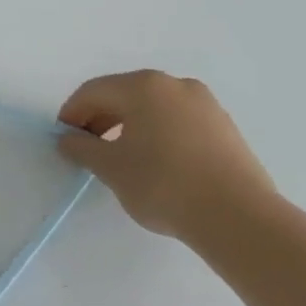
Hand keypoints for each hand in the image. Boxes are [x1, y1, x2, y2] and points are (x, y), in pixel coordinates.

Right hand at [56, 70, 278, 246]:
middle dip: (101, 119)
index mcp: (142, 86)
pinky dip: (160, 135)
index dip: (72, 113)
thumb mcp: (110, 168)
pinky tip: (159, 164)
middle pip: (124, 95)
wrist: (241, 220)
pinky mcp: (226, 128)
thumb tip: (68, 139)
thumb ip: (81, 148)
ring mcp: (205, 105)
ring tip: (124, 159)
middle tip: (89, 148)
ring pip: (154, 108)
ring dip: (131, 127)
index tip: (64, 139)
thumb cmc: (164, 184)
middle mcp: (174, 85)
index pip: (93, 92)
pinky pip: (179, 122)